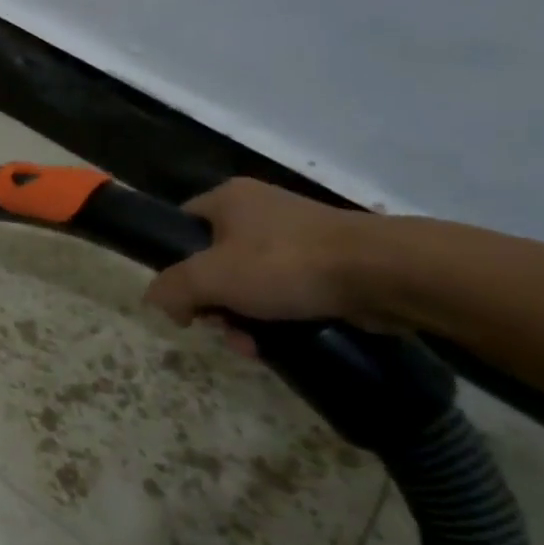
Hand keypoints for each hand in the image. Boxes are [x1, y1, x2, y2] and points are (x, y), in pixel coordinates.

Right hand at [144, 179, 388, 336]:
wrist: (384, 273)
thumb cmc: (284, 264)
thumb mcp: (210, 277)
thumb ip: (172, 288)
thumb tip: (158, 301)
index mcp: (227, 199)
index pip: (180, 225)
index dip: (172, 262)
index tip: (181, 297)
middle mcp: (258, 210)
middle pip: (212, 262)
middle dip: (212, 303)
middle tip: (218, 327)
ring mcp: (296, 236)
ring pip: (248, 283)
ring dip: (241, 318)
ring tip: (252, 345)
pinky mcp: (327, 262)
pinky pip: (284, 292)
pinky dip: (275, 318)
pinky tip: (276, 343)